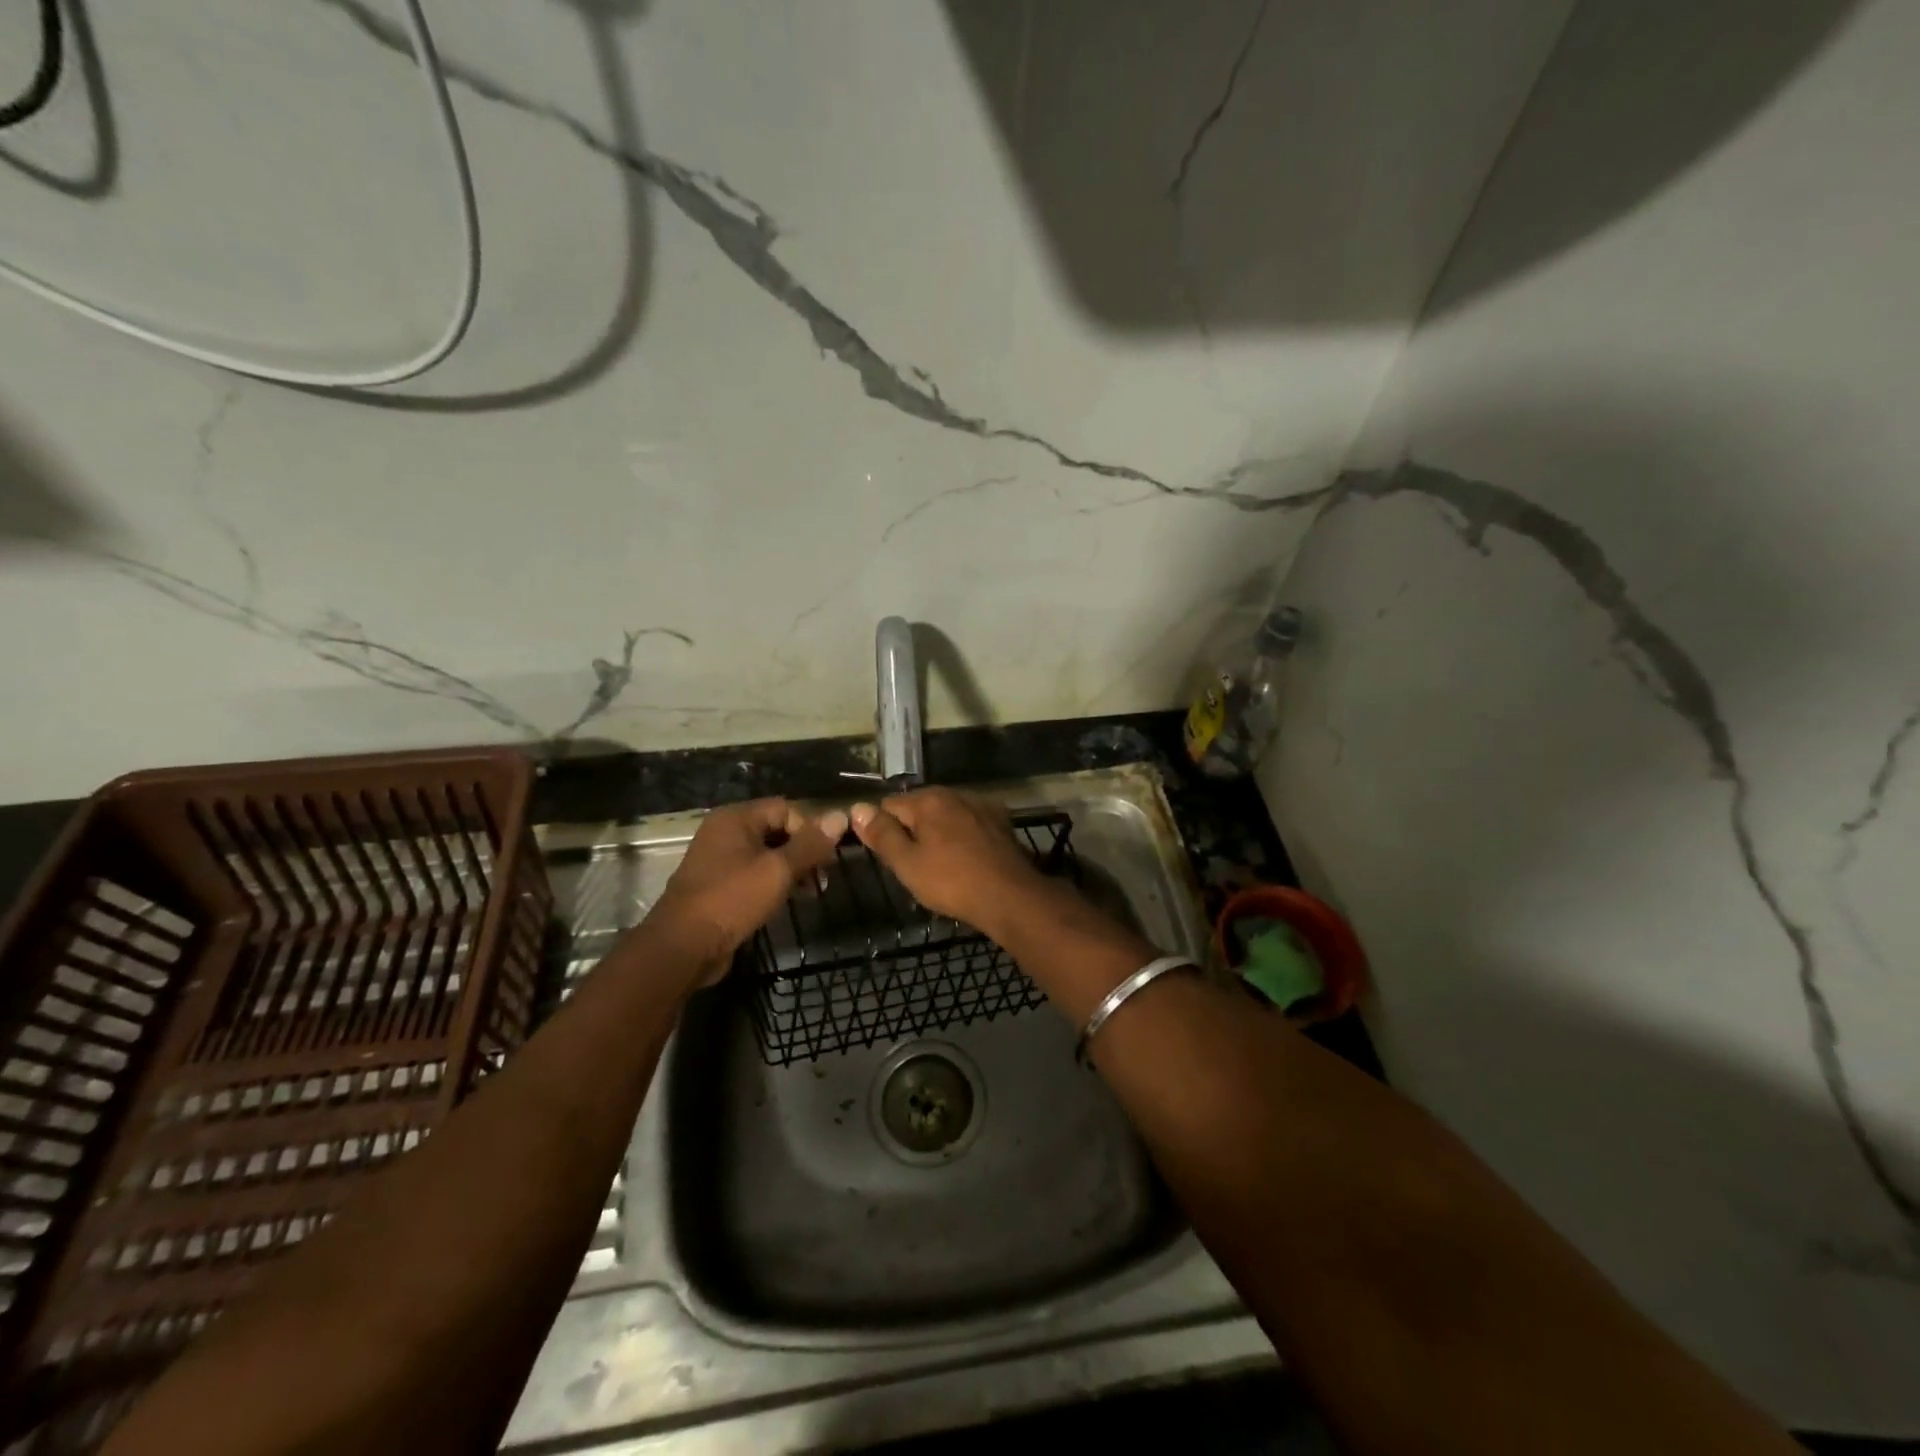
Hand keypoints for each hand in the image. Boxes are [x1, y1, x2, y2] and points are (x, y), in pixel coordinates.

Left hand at [654, 799, 847, 979]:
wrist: (683, 946)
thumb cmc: (732, 899)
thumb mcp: (778, 870)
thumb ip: (810, 844)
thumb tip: (841, 816)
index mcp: (735, 818)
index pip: (786, 808)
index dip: (810, 829)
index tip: (827, 858)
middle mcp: (725, 832)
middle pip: (777, 829)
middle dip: (805, 851)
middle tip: (824, 877)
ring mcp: (719, 860)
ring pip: (768, 854)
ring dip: (794, 869)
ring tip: (814, 891)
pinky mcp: (720, 886)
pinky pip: (755, 874)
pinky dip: (776, 883)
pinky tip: (792, 899)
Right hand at [849, 789, 1045, 934]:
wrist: (1010, 896)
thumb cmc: (952, 882)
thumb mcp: (907, 864)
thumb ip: (882, 834)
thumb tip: (857, 807)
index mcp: (928, 800)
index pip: (888, 805)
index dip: (882, 830)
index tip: (889, 857)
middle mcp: (954, 793)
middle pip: (919, 807)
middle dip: (911, 830)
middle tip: (913, 866)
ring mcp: (981, 805)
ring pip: (946, 815)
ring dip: (938, 833)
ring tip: (940, 866)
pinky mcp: (1001, 821)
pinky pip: (969, 824)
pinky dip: (962, 836)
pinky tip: (966, 859)